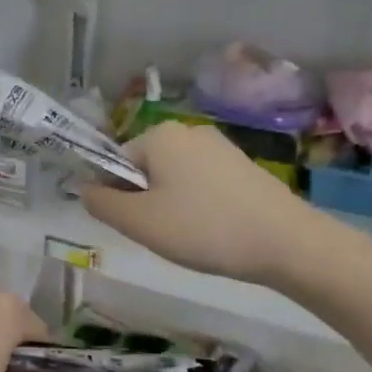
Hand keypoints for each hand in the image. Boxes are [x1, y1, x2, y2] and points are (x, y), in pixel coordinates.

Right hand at [80, 122, 338, 288]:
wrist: (286, 242)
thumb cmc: (202, 228)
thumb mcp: (138, 222)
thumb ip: (101, 203)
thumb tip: (85, 188)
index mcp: (159, 135)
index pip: (115, 163)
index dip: (118, 197)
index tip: (138, 225)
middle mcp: (188, 130)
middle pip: (144, 169)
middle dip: (146, 201)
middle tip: (164, 233)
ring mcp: (220, 146)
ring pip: (173, 179)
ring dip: (172, 206)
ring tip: (192, 235)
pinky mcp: (242, 165)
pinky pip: (201, 184)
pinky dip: (199, 206)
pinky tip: (215, 230)